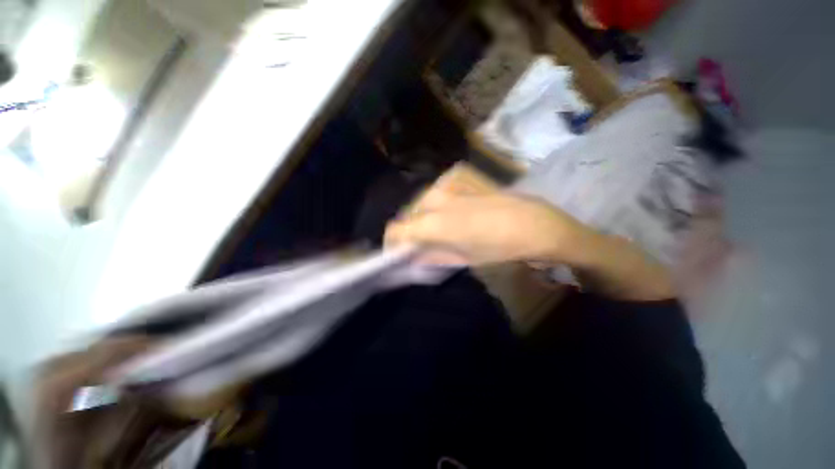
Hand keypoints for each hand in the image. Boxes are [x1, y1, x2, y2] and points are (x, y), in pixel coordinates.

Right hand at [385, 192, 592, 265]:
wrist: (532, 223)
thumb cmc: (498, 249)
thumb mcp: (462, 258)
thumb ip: (432, 256)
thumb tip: (413, 256)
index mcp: (434, 223)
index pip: (396, 228)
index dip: (393, 241)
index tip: (398, 249)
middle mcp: (436, 199)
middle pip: (408, 213)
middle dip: (410, 228)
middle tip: (421, 240)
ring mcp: (448, 183)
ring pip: (422, 200)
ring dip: (424, 214)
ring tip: (439, 225)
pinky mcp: (460, 175)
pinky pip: (438, 188)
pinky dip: (438, 200)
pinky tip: (452, 208)